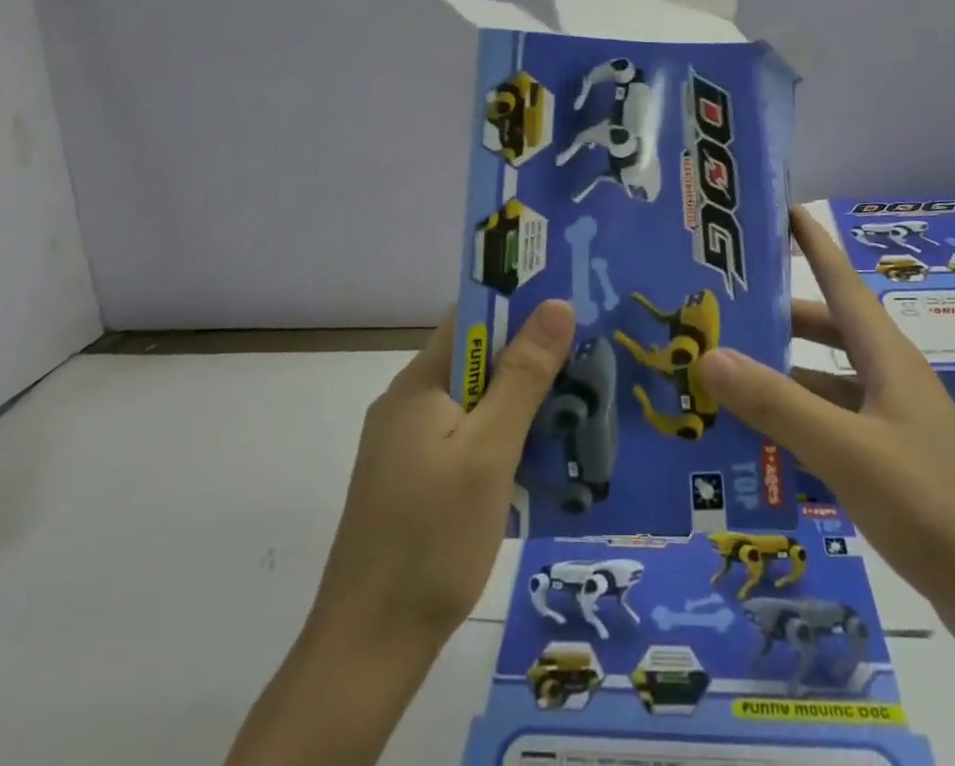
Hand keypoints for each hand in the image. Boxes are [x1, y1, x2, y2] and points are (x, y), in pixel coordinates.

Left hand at [315, 299, 577, 645]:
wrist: (367, 650)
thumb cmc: (432, 540)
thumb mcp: (489, 452)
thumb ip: (523, 376)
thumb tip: (557, 304)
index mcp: (419, 384)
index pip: (472, 316)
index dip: (520, 305)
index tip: (571, 308)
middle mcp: (407, 403)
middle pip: (476, 358)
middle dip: (529, 357)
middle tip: (586, 362)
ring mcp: (406, 445)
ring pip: (474, 401)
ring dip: (519, 401)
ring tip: (574, 407)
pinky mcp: (412, 481)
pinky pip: (464, 436)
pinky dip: (501, 436)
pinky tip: (535, 457)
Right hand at [697, 209, 954, 634]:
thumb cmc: (929, 503)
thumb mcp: (845, 450)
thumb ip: (777, 404)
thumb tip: (708, 354)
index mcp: (885, 355)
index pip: (842, 280)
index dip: (813, 242)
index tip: (780, 209)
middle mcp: (887, 376)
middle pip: (825, 329)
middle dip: (777, 315)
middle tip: (722, 306)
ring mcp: (890, 420)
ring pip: (824, 380)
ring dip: (780, 375)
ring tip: (723, 373)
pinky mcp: (888, 461)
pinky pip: (830, 424)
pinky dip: (795, 422)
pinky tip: (757, 439)